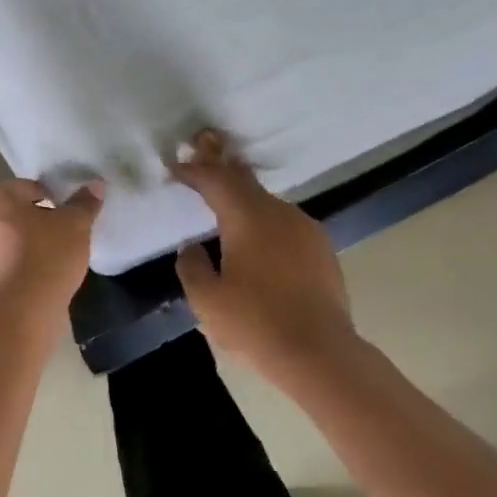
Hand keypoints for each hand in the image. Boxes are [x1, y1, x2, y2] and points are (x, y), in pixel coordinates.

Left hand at [0, 178, 104, 308]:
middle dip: (38, 221)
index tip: (69, 212)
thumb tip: (95, 185)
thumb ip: (84, 202)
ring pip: (10, 241)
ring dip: (30, 245)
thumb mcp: (75, 224)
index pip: (28, 187)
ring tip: (57, 257)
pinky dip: (23, 267)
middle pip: (16, 214)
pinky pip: (8, 265)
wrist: (24, 310)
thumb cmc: (48, 254)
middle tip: (65, 232)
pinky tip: (44, 277)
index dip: (52, 196)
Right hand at [171, 131, 355, 377]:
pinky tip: (259, 236)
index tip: (175, 164)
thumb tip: (193, 248)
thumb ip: (193, 267)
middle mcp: (279, 213)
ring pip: (267, 202)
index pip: (216, 181)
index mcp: (248, 219)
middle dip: (220, 163)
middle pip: (245, 180)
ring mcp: (305, 229)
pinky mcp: (321, 249)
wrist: (319, 353)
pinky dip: (264, 219)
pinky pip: (285, 223)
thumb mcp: (207, 299)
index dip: (194, 170)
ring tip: (226, 196)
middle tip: (203, 143)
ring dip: (244, 195)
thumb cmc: (255, 324)